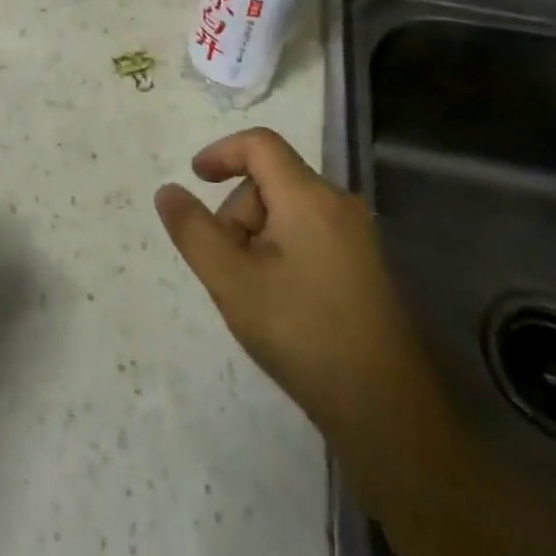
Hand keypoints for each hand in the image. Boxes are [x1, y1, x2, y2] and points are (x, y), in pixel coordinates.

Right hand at [155, 127, 435, 433]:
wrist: (387, 411)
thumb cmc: (301, 333)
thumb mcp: (230, 280)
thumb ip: (193, 229)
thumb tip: (168, 190)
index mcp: (309, 197)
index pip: (260, 144)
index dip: (221, 152)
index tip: (194, 178)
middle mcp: (339, 205)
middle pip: (272, 180)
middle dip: (238, 212)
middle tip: (226, 264)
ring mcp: (358, 238)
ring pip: (289, 211)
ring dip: (258, 235)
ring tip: (253, 291)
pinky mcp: (366, 268)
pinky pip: (310, 235)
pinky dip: (282, 251)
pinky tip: (281, 301)